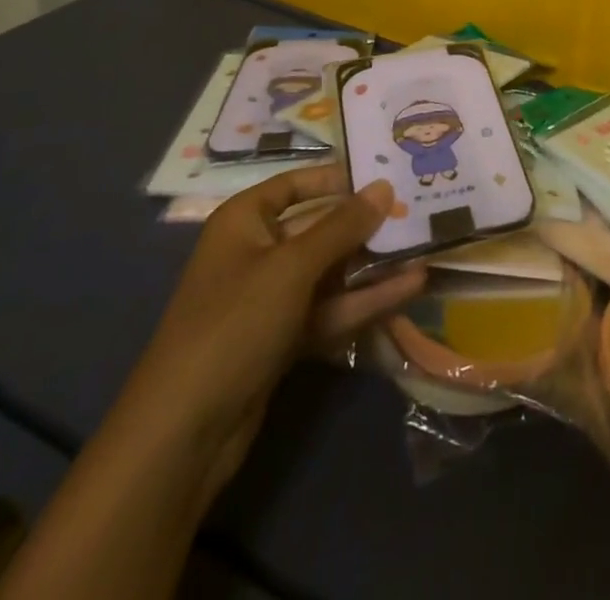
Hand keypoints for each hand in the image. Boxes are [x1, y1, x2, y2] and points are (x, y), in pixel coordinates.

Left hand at [111, 166, 423, 501]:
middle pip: (321, 227)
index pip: (298, 184)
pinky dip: (366, 299)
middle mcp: (258, 252)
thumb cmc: (233, 324)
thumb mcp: (293, 267)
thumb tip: (385, 186)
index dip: (340, 178)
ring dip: (375, 263)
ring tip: (426, 247)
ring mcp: (271, 299)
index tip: (387, 174)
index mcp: (245, 221)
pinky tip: (410, 288)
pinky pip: (331, 307)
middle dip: (367, 223)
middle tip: (419, 210)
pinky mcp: (284, 338)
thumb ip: (343, 226)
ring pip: (332, 270)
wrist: (182, 435)